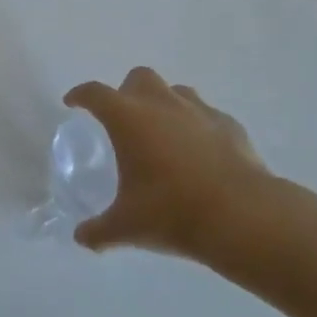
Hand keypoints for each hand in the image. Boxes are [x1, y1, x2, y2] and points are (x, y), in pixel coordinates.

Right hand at [66, 67, 271, 258]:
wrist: (243, 216)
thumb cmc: (173, 212)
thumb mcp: (127, 227)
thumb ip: (99, 230)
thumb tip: (81, 239)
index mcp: (128, 118)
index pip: (95, 94)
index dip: (80, 95)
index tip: (73, 102)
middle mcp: (161, 104)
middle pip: (138, 78)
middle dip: (127, 92)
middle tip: (124, 119)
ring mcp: (198, 110)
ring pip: (175, 91)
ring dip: (164, 104)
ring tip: (163, 133)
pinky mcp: (229, 124)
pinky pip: (206, 115)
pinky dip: (197, 126)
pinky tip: (199, 152)